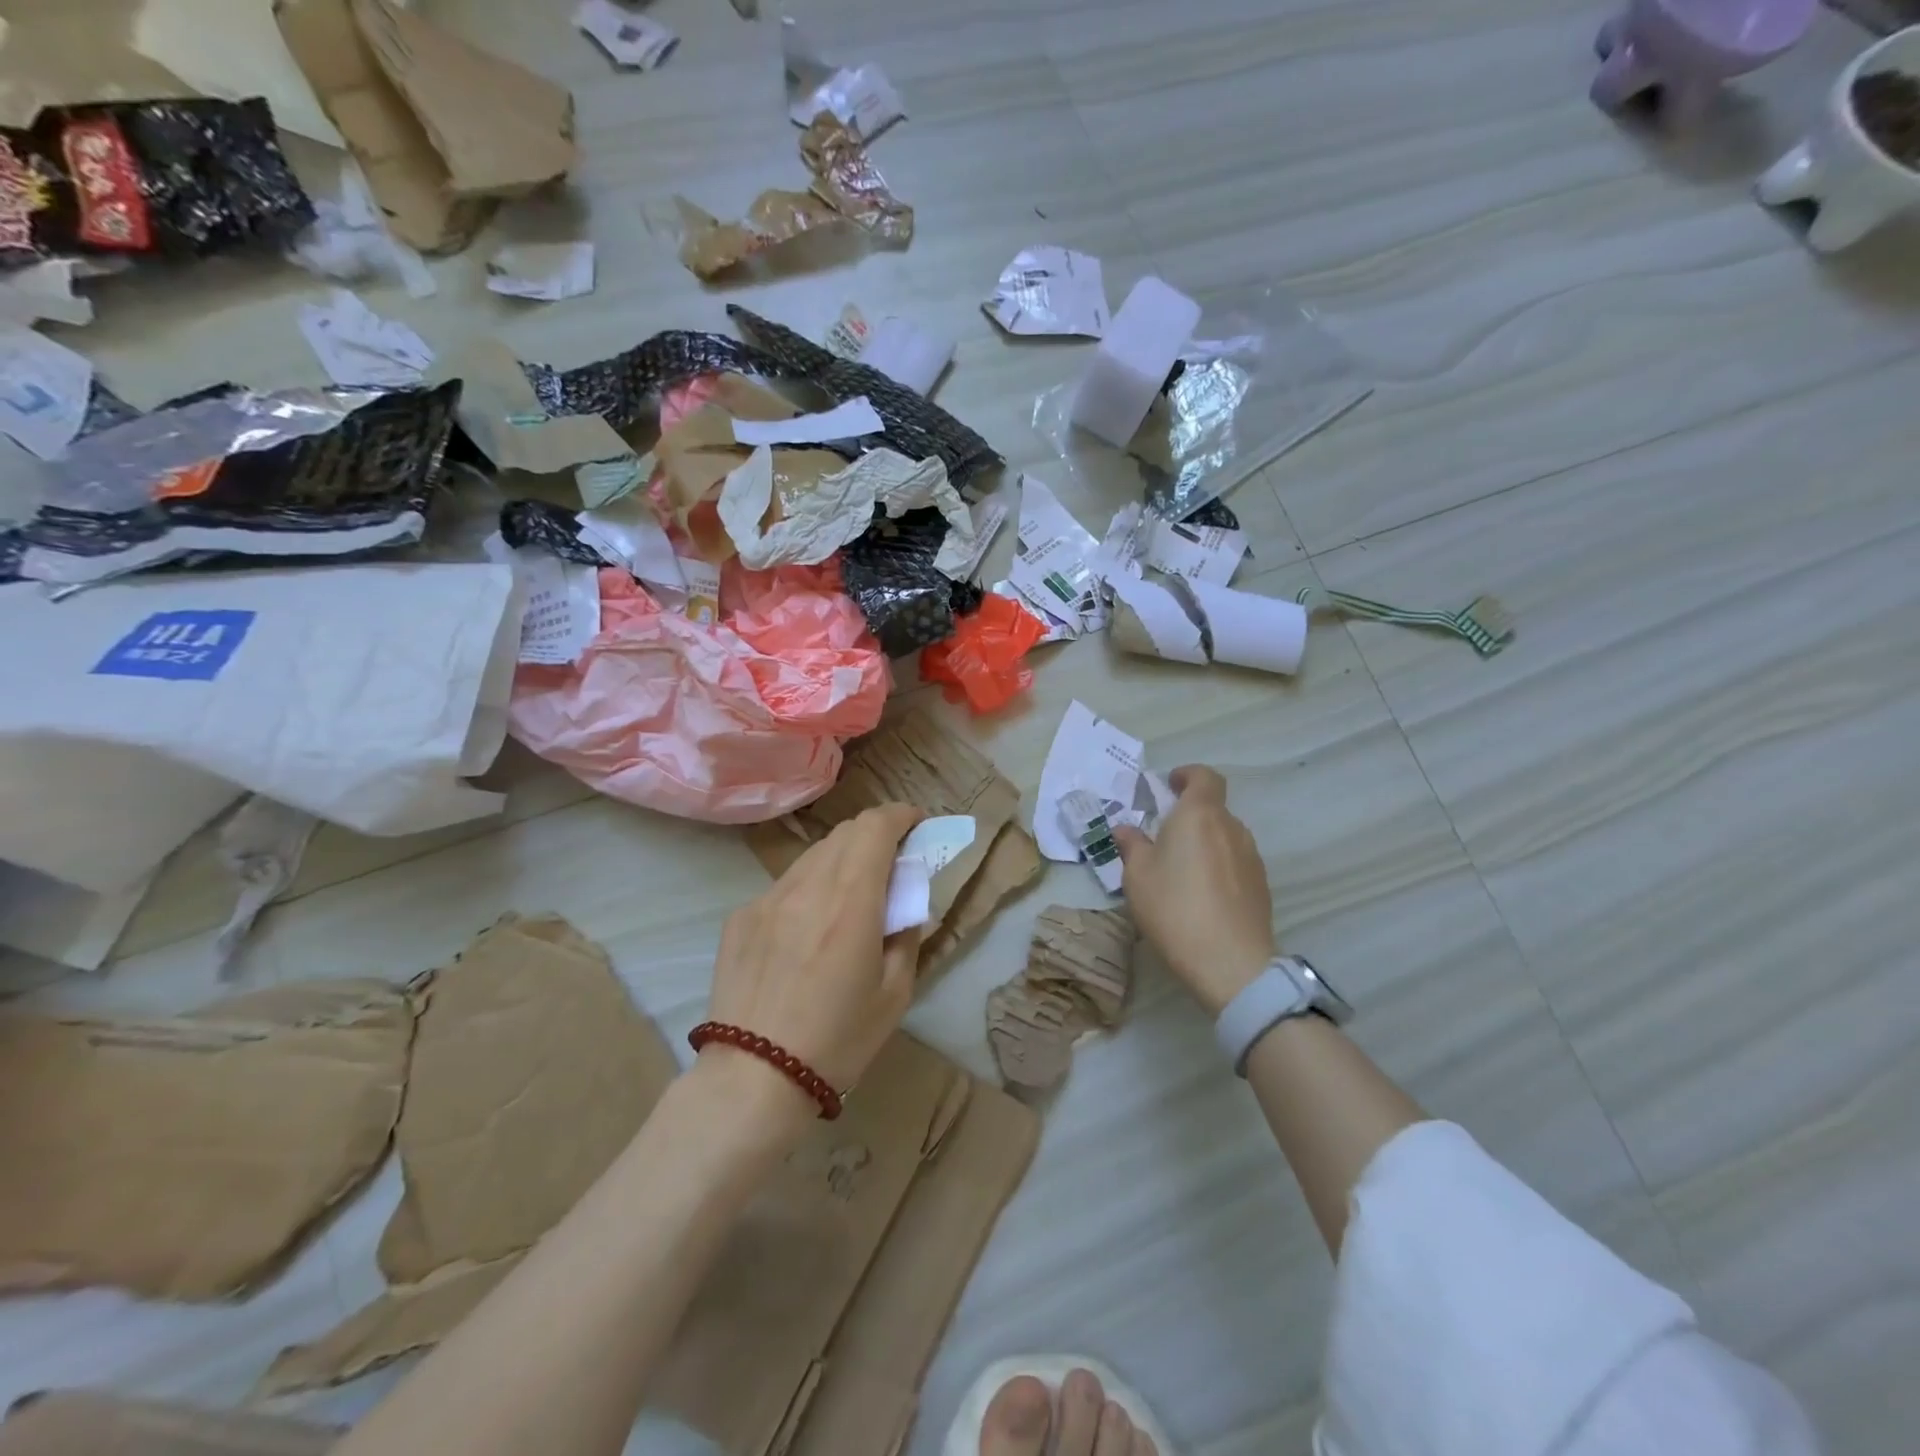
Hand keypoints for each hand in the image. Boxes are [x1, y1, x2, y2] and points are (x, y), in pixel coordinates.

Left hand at [706, 803, 924, 1097]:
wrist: (753, 1079)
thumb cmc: (838, 1040)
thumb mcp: (895, 992)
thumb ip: (907, 931)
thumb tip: (904, 898)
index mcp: (851, 902)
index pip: (876, 826)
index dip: (901, 815)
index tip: (917, 826)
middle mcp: (807, 886)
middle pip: (845, 832)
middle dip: (875, 836)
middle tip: (891, 866)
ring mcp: (767, 898)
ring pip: (814, 855)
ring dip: (841, 860)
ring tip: (850, 898)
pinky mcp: (741, 916)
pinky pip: (785, 884)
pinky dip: (810, 888)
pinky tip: (808, 930)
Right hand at [1113, 765, 1276, 1014]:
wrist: (1231, 963)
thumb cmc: (1175, 908)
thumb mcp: (1138, 876)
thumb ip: (1132, 845)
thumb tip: (1126, 829)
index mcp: (1200, 815)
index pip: (1204, 777)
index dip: (1187, 775)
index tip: (1169, 784)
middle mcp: (1231, 828)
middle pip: (1213, 808)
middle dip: (1189, 815)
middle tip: (1162, 836)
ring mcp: (1251, 857)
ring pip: (1224, 836)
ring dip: (1204, 842)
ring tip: (1180, 870)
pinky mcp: (1261, 885)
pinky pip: (1234, 862)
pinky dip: (1217, 866)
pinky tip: (1201, 895)